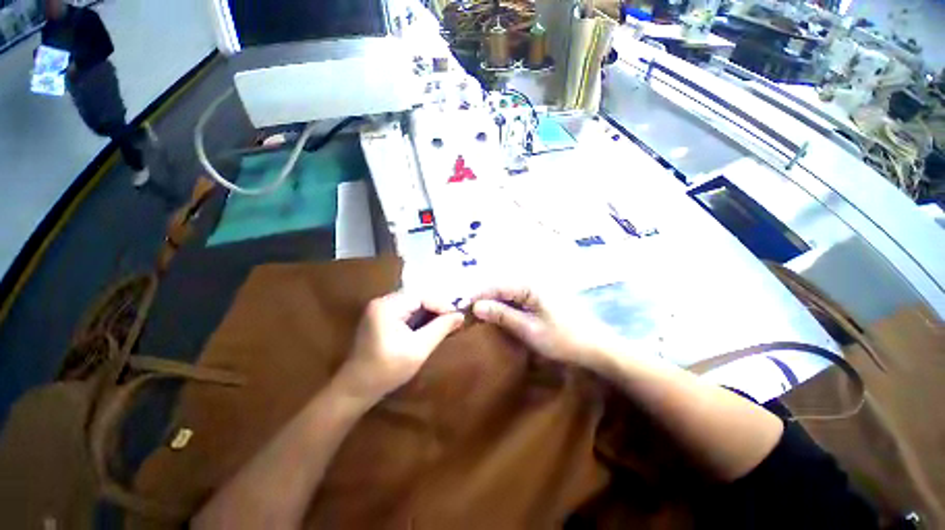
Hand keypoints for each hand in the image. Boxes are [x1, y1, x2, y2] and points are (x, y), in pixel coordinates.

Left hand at [336, 293, 464, 403]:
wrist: (355, 389)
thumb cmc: (387, 370)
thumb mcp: (418, 349)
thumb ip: (440, 329)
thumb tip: (460, 316)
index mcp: (387, 306)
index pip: (421, 296)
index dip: (441, 304)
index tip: (457, 316)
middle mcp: (382, 301)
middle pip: (416, 297)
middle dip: (436, 307)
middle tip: (453, 318)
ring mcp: (379, 309)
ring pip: (412, 303)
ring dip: (429, 312)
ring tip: (445, 322)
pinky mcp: (379, 317)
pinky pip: (405, 310)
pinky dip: (419, 316)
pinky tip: (429, 325)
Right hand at [471, 287, 622, 370]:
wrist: (594, 346)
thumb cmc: (562, 339)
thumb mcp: (529, 329)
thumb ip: (502, 315)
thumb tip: (476, 305)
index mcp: (529, 286)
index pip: (496, 285)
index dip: (478, 294)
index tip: (461, 306)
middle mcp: (531, 282)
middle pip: (500, 286)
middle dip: (483, 297)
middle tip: (467, 311)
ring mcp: (536, 290)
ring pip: (507, 291)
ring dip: (493, 301)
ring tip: (478, 313)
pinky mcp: (539, 298)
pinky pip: (515, 297)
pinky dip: (504, 305)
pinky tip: (498, 314)